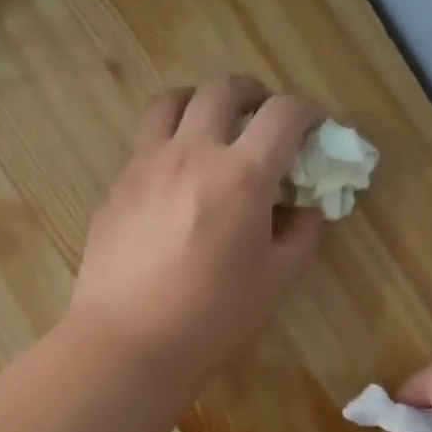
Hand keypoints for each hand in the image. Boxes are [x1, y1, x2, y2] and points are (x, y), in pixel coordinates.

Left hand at [70, 74, 323, 388]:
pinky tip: (175, 179)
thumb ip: (302, 234)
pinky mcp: (117, 186)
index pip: (283, 113)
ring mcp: (146, 165)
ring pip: (172, 101)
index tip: (315, 128)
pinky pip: (145, 142)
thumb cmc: (213, 318)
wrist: (128, 343)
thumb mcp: (276, 281)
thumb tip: (310, 207)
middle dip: (253, 93)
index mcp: (242, 175)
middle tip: (262, 115)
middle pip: (223, 89)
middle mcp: (192, 153)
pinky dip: (169, 142)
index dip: (307, 112)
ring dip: (201, 103)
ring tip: (212, 128)